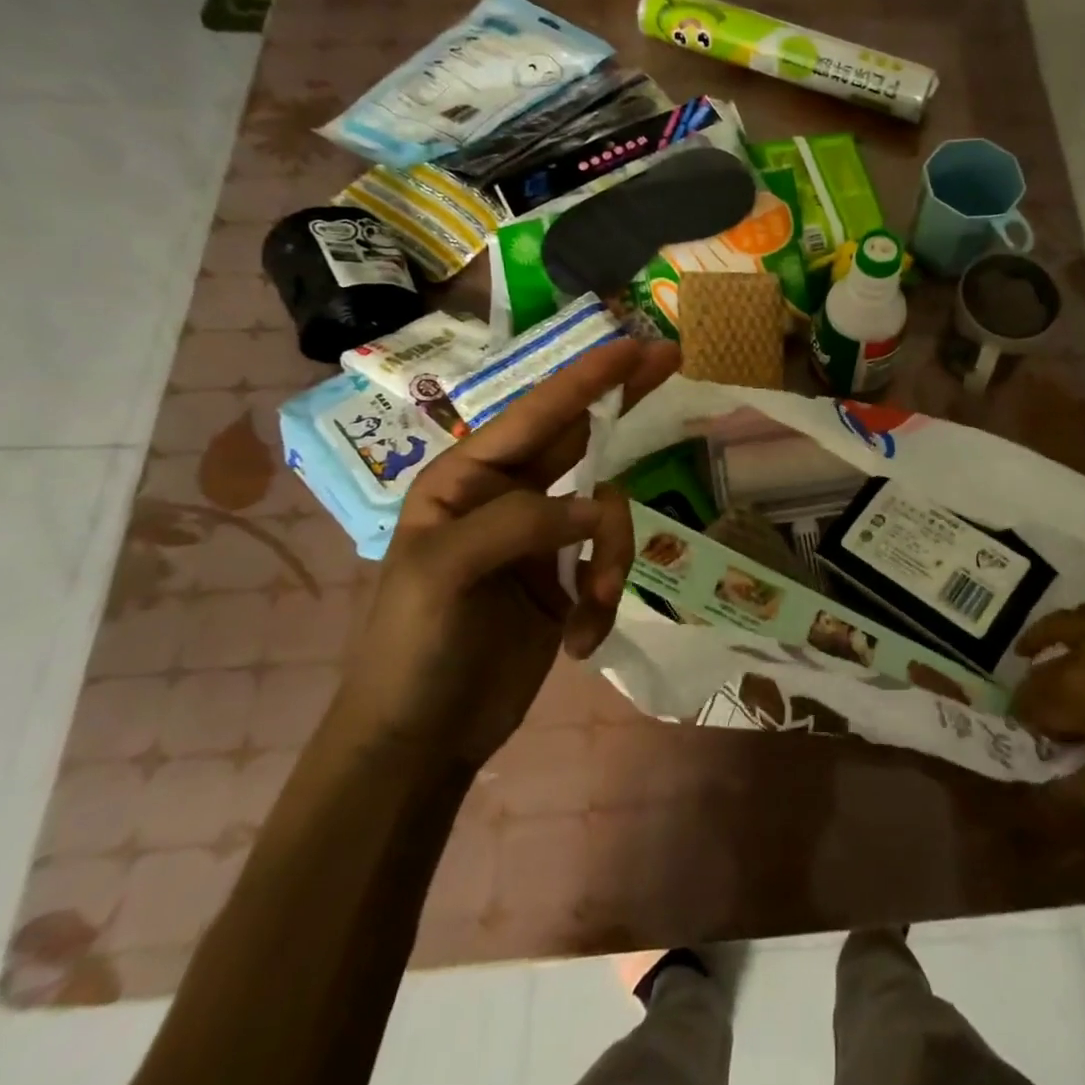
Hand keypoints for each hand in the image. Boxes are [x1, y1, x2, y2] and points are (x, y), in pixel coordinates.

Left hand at [336, 339, 679, 769]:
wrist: (420, 739)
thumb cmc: (413, 647)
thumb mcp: (445, 574)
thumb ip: (519, 524)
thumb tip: (596, 508)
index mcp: (468, 479)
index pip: (538, 415)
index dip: (588, 378)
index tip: (635, 345)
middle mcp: (508, 496)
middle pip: (582, 439)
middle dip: (624, 406)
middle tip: (672, 362)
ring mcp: (541, 539)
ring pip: (608, 515)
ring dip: (613, 560)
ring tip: (592, 609)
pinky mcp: (565, 580)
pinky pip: (610, 566)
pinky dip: (605, 601)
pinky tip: (579, 641)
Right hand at [1013, 599, 1084, 826]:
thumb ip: (1078, 783)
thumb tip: (1051, 779)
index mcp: (1073, 690)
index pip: (1029, 701)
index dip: (1026, 723)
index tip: (1035, 740)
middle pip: (1042, 663)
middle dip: (1036, 687)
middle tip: (1043, 711)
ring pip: (1064, 623)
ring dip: (1046, 638)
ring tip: (1036, 651)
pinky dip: (1082, 624)